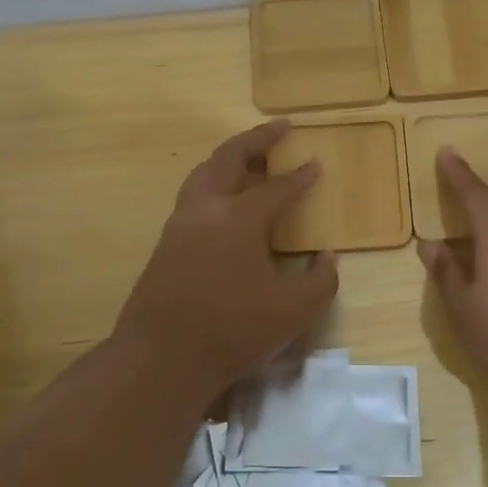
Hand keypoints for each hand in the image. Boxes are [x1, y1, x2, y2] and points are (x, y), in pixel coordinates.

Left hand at [114, 120, 338, 399]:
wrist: (161, 359)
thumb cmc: (233, 331)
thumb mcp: (295, 311)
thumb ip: (321, 280)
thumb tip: (326, 256)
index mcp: (241, 218)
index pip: (277, 187)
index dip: (300, 176)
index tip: (316, 163)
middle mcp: (207, 209)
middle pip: (230, 158)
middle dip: (257, 139)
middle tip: (280, 127)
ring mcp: (181, 224)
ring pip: (204, 173)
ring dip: (229, 157)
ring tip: (250, 156)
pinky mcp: (166, 243)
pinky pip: (193, 195)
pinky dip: (214, 182)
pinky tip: (225, 200)